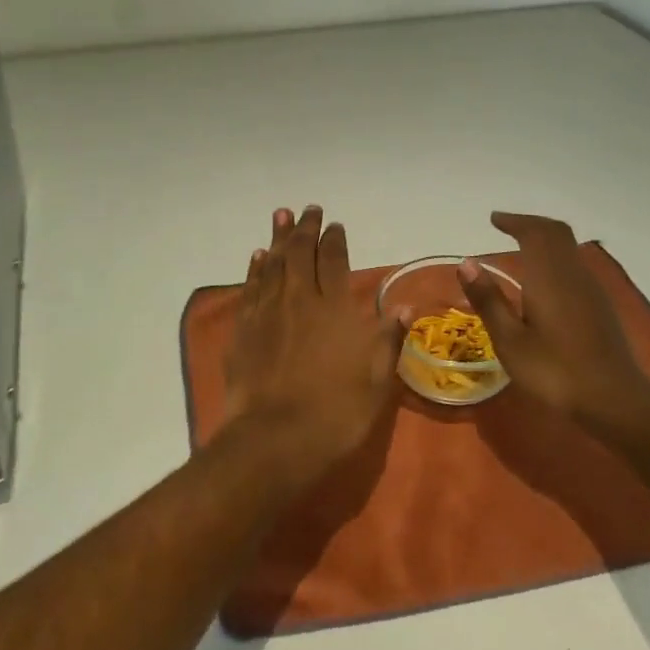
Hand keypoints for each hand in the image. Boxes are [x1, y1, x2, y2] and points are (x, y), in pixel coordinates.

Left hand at [223, 206, 410, 484]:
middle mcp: (299, 299)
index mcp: (334, 307)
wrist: (274, 439)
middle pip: (300, 253)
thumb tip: (405, 307)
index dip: (335, 240)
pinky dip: (254, 268)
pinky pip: (250, 287)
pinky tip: (257, 257)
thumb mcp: (377, 379)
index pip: (334, 261)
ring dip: (277, 238)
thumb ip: (388, 338)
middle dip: (305, 228)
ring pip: (272, 263)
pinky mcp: (244, 329)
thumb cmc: (336, 411)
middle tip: (309, 209)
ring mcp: (267, 312)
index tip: (336, 225)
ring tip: (281, 215)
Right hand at [459, 212, 649, 428]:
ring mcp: (591, 289)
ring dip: (545, 239)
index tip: (494, 219)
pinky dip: (555, 257)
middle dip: (531, 224)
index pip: (534, 232)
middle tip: (507, 226)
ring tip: (521, 247)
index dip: (514, 221)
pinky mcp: (600, 305)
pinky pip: (574, 265)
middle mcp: (572, 273)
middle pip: (556, 233)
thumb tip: (467, 263)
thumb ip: (489, 300)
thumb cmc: (555, 371)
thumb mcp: (510, 341)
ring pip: (568, 248)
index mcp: (549, 276)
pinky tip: (544, 280)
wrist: (615, 401)